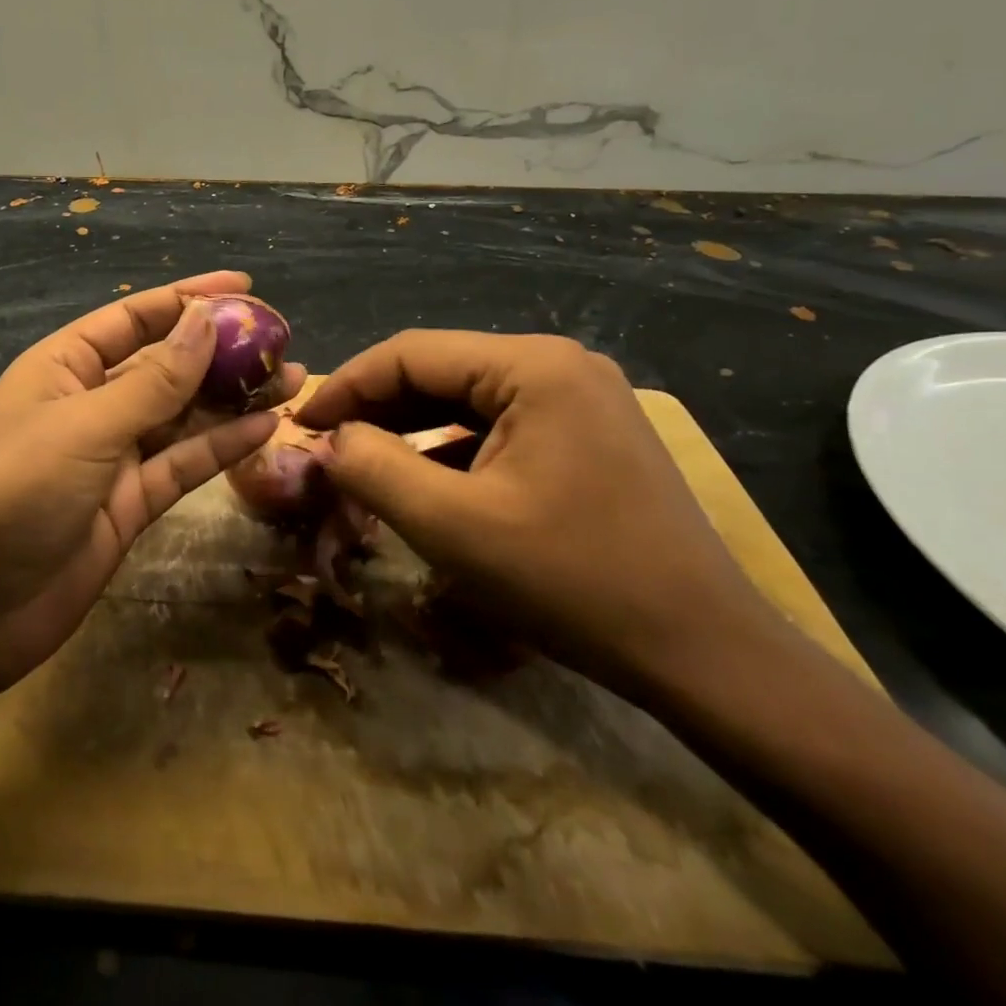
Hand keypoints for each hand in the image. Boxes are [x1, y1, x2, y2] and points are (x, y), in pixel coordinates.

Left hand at [0, 272, 303, 705]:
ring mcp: (112, 457)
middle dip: (221, 351)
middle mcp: (91, 404)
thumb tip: (206, 321)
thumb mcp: (85, 425)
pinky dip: (223, 446)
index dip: (188, 299)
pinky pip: (184, 464)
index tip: (245, 285)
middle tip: (282, 340)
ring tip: (292, 380)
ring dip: (233, 399)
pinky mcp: (131, 504)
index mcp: (64, 367)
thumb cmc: (14, 491)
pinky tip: (266, 427)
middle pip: (165, 366)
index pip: (134, 318)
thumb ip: (154, 380)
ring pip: (183, 416)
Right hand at [294, 332, 781, 697]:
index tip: (301, 425)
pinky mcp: (587, 435)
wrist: (704, 653)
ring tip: (362, 464)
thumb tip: (330, 440)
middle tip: (326, 448)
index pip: (411, 352)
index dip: (346, 385)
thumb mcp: (452, 527)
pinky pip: (498, 427)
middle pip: (440, 371)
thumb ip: (374, 469)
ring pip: (466, 401)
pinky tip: (423, 481)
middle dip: (376, 409)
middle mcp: (560, 365)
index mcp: (533, 366)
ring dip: (410, 429)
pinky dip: (450, 449)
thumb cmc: (572, 581)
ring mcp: (580, 399)